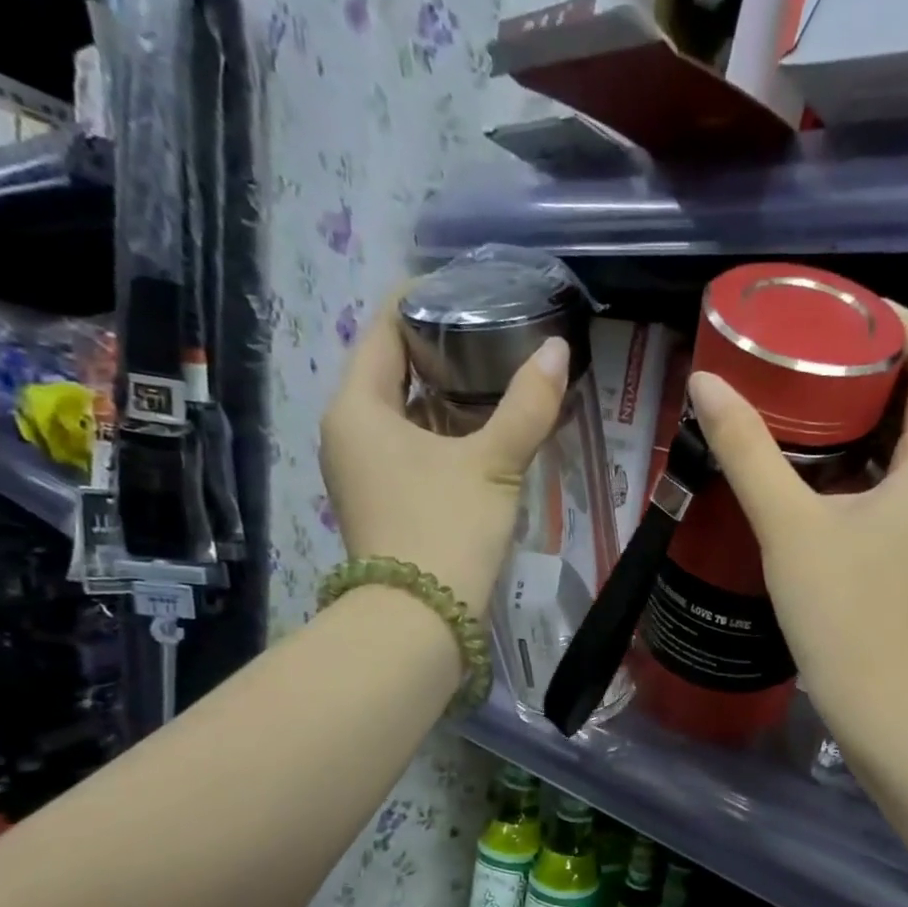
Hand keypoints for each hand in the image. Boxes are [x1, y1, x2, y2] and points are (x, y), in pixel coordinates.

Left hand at [321, 290, 567, 610]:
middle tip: (494, 330)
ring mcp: (362, 471)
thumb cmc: (446, 528)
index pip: (381, 329)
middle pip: (391, 369)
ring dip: (444, 394)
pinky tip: (483, 432)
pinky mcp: (383, 501)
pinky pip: (410, 447)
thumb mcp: (493, 463)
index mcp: (358, 407)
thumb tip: (558, 350)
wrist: (420, 621)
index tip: (466, 286)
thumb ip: (528, 406)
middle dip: (439, 348)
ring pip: (403, 413)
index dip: (419, 299)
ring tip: (497, 375)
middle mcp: (349, 432)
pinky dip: (443, 432)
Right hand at [686, 302, 907, 737]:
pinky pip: (903, 481)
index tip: (852, 308)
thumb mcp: (789, 526)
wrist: (882, 699)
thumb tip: (708, 385)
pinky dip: (870, 457)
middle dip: (881, 366)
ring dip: (874, 414)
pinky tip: (822, 462)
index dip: (904, 326)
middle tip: (820, 347)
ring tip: (815, 392)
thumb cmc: (843, 611)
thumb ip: (749, 453)